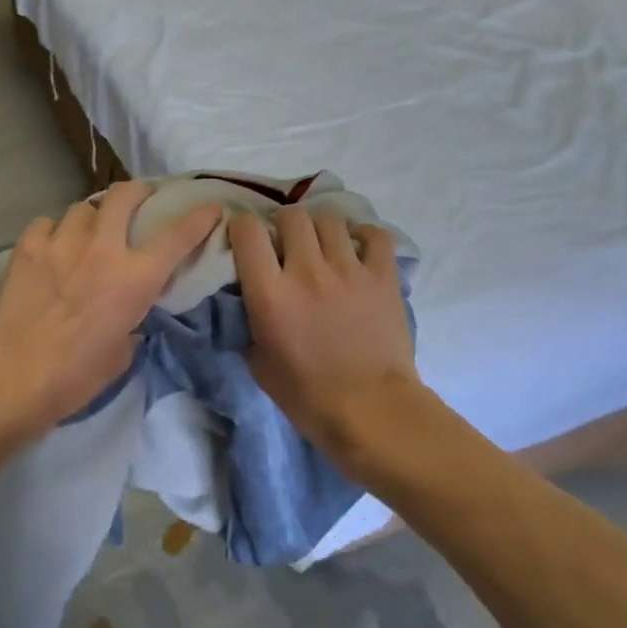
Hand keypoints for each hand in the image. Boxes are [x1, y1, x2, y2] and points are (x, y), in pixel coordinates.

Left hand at [0, 181, 222, 437]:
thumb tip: (129, 313)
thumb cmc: (76, 375)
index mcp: (135, 278)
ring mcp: (62, 243)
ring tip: (86, 233)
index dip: (200, 217)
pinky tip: (51, 248)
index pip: (178, 236)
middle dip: (137, 192)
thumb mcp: (122, 352)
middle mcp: (102, 249)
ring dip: (91, 218)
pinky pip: (47, 223)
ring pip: (82, 207)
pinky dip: (53, 232)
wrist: (15, 375)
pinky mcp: (28, 247)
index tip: (210, 208)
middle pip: (124, 195)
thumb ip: (132, 320)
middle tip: (138, 201)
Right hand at [230, 206, 421, 466]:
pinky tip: (357, 249)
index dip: (243, 227)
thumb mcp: (258, 363)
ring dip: (320, 229)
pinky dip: (363, 236)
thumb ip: (249, 322)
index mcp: (271, 293)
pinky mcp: (383, 276)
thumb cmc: (307, 396)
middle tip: (287, 244)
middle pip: (292, 216)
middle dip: (284, 225)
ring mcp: (349, 269)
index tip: (246, 238)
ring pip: (330, 219)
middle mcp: (308, 271)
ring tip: (323, 246)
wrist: (371, 411)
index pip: (248, 231)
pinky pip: (375, 235)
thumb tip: (248, 300)